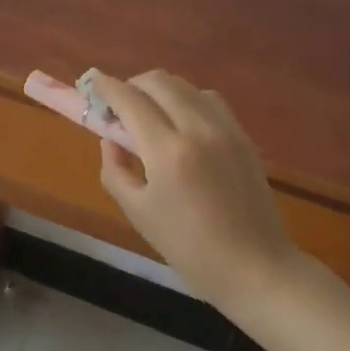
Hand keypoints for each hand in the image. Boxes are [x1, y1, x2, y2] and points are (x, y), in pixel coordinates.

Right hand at [95, 70, 299, 314]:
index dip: (107, 87)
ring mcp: (223, 128)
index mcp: (167, 151)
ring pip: (183, 85)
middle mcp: (196, 128)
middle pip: (157, 81)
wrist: (257, 269)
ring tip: (150, 113)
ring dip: (160, 89)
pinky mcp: (241, 134)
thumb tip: (110, 140)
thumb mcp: (140, 215)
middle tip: (120, 105)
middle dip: (132, 84)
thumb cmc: (191, 249)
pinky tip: (182, 122)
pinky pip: (208, 98)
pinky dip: (187, 98)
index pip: (130, 100)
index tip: (93, 82)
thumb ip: (116, 171)